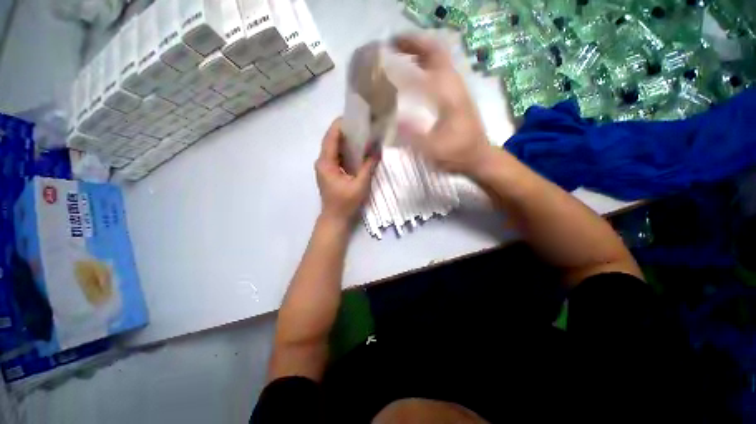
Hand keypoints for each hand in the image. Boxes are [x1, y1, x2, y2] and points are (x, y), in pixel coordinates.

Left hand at [315, 118, 377, 223]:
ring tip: (362, 133)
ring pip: (334, 147)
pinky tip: (358, 149)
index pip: (331, 137)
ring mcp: (325, 167)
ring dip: (347, 140)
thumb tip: (377, 149)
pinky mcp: (330, 172)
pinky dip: (347, 150)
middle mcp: (322, 161)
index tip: (356, 116)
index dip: (341, 124)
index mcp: (326, 162)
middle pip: (332, 139)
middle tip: (363, 124)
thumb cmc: (345, 203)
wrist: (335, 219)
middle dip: (346, 130)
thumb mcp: (360, 185)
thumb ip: (368, 166)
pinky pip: (337, 156)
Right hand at [394, 35, 493, 175]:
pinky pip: (441, 74)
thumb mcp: (433, 149)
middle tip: (393, 48)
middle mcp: (455, 86)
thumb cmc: (457, 154)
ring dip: (420, 55)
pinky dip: (426, 68)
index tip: (393, 46)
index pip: (433, 58)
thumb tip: (393, 119)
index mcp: (450, 94)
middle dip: (415, 46)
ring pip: (440, 62)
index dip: (413, 46)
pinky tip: (415, 77)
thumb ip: (414, 135)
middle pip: (437, 53)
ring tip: (400, 58)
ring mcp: (458, 90)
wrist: (478, 157)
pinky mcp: (457, 98)